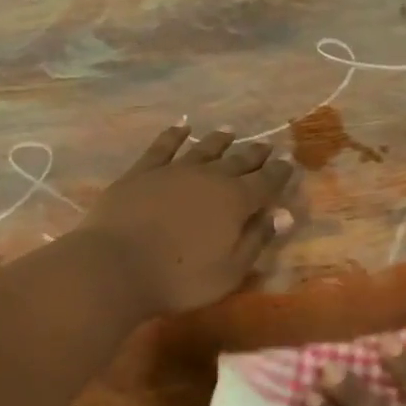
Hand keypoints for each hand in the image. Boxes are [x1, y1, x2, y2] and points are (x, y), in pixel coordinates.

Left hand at [77, 123, 294, 316]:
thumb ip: (257, 240)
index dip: (280, 173)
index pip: (266, 182)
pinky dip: (174, 135)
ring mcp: (174, 170)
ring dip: (219, 140)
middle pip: (239, 161)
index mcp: (236, 201)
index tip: (289, 162)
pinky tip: (181, 127)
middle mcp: (210, 177)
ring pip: (204, 149)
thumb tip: (284, 214)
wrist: (116, 266)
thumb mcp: (229, 271)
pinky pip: (163, 146)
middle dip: (255, 154)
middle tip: (266, 147)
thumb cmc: (179, 278)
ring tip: (230, 131)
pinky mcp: (143, 171)